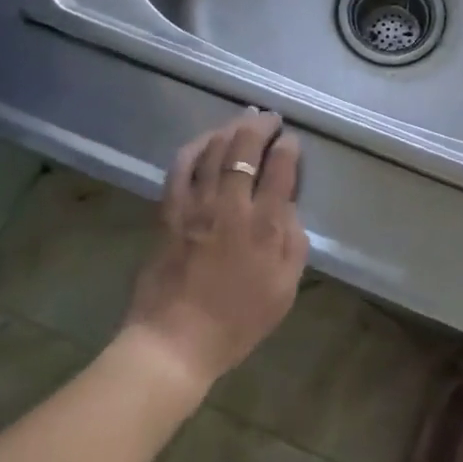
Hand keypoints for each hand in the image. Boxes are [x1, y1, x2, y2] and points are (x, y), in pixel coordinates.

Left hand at [123, 111, 308, 396]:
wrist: (174, 342)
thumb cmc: (236, 321)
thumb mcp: (284, 288)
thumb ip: (293, 241)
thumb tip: (288, 205)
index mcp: (264, 225)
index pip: (280, 168)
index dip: (288, 148)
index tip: (292, 142)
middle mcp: (231, 205)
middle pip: (246, 148)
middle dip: (262, 127)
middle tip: (271, 119)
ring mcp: (196, 204)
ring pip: (214, 149)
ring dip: (231, 128)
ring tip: (244, 120)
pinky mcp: (169, 209)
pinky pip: (182, 165)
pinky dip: (196, 145)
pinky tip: (206, 139)